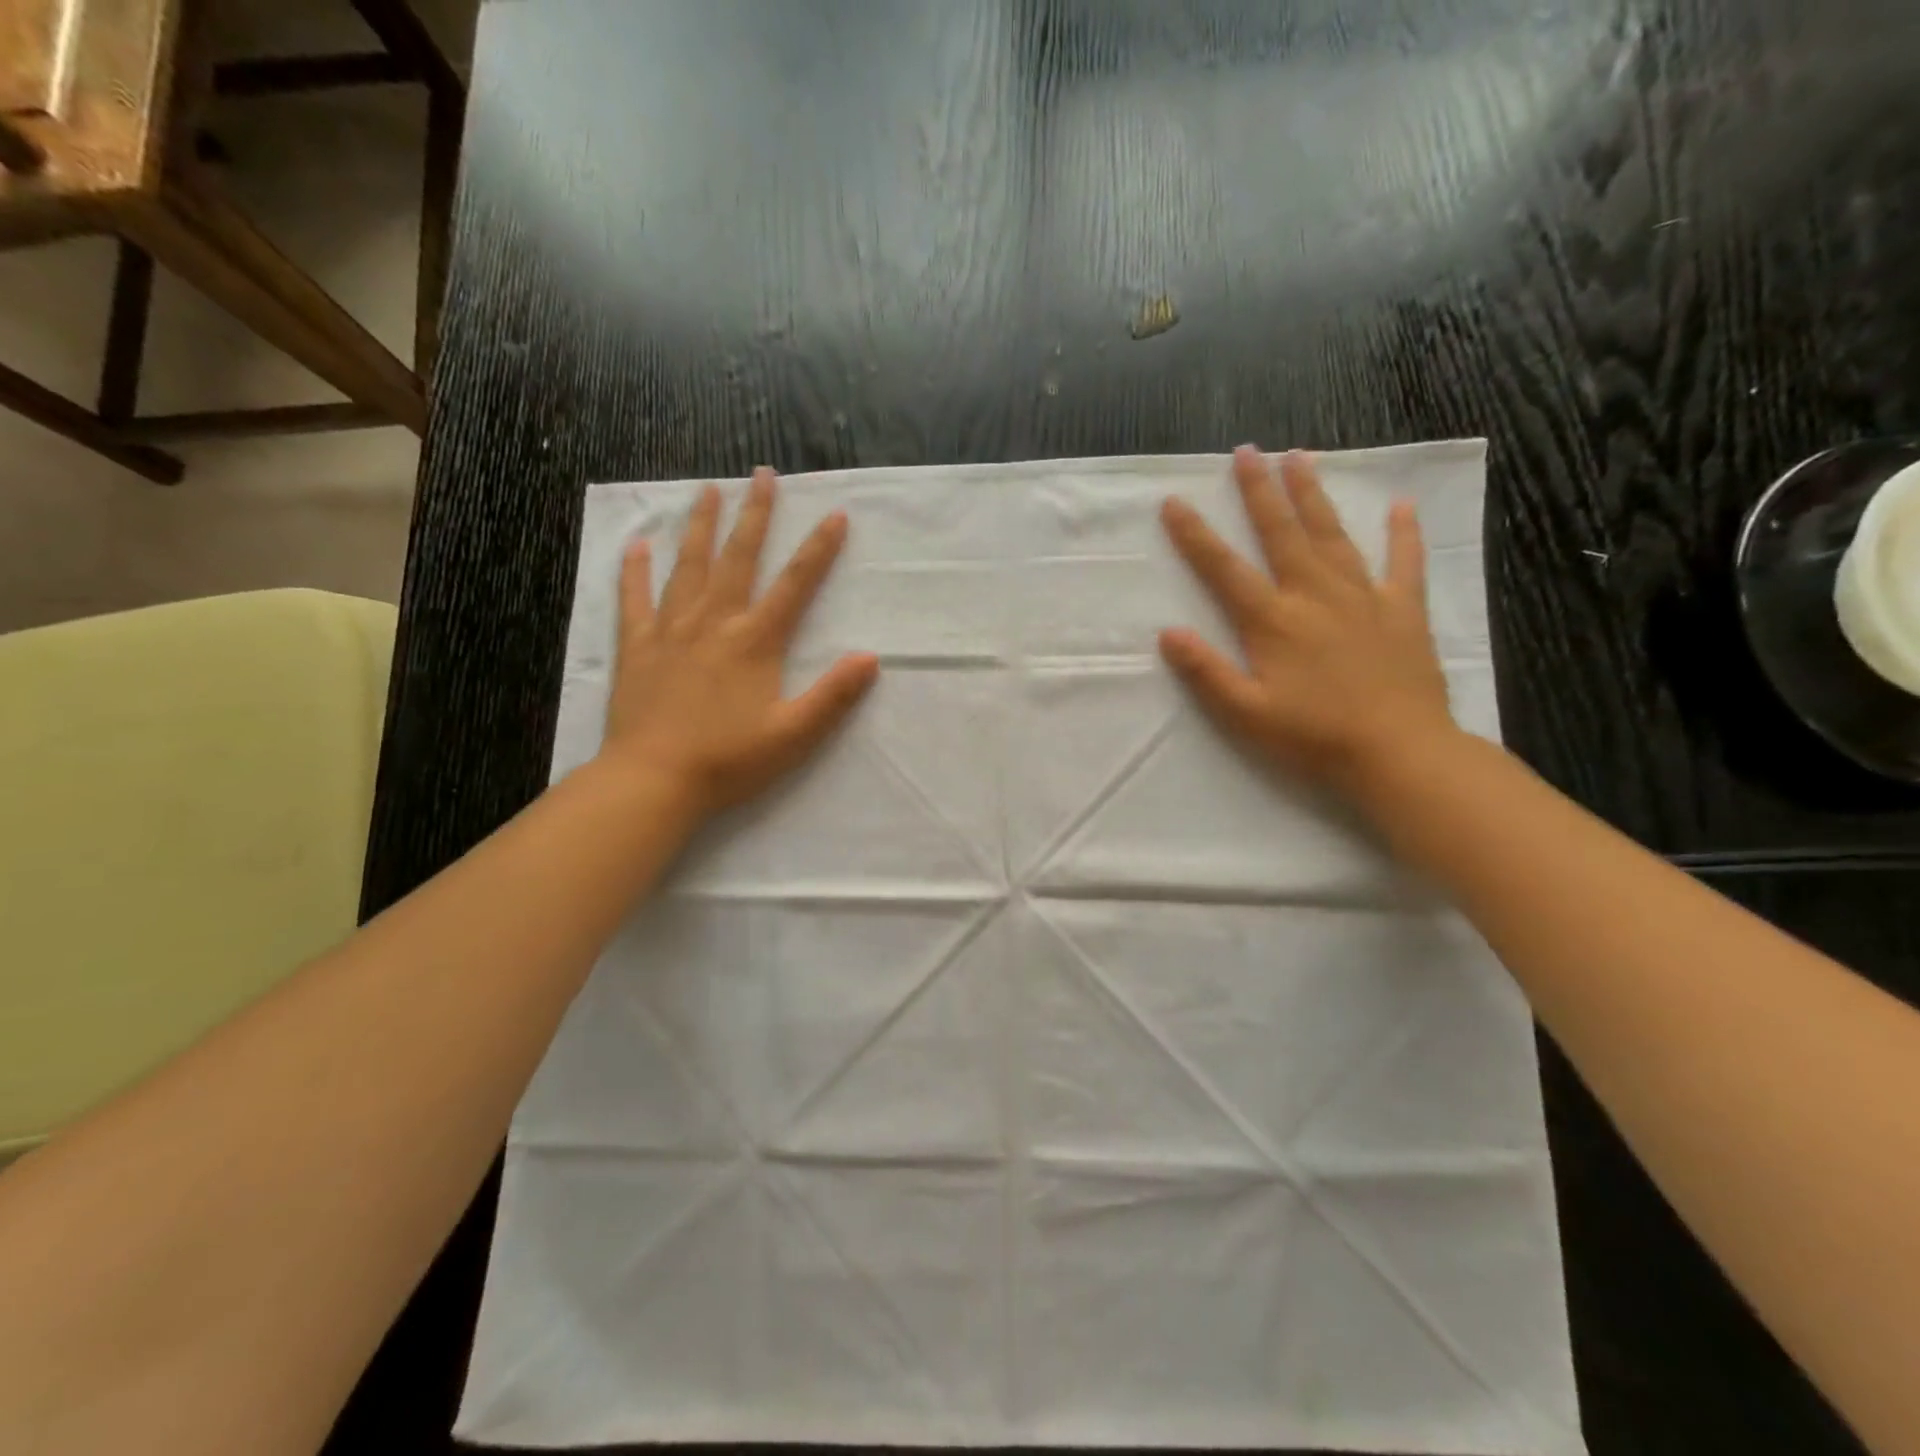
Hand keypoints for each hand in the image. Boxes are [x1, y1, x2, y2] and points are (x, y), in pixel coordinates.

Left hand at [599, 468, 879, 818]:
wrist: (653, 780)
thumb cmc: (729, 760)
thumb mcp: (794, 735)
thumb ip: (833, 695)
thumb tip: (869, 658)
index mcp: (754, 641)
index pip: (795, 585)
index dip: (818, 549)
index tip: (835, 514)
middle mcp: (713, 622)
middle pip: (737, 558)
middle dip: (754, 514)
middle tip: (762, 474)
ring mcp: (670, 631)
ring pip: (688, 566)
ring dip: (701, 526)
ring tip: (707, 489)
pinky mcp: (636, 647)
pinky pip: (634, 599)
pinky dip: (635, 570)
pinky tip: (637, 545)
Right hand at [1159, 445, 1459, 799]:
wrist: (1399, 752)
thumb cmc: (1314, 737)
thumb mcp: (1246, 714)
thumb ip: (1206, 672)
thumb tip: (1168, 633)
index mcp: (1273, 621)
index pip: (1225, 569)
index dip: (1196, 536)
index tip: (1174, 502)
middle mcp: (1315, 595)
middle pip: (1282, 533)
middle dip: (1260, 491)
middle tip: (1247, 451)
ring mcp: (1363, 598)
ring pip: (1333, 535)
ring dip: (1314, 495)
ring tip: (1300, 456)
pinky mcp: (1403, 610)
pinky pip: (1404, 563)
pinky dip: (1403, 534)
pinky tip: (1400, 507)